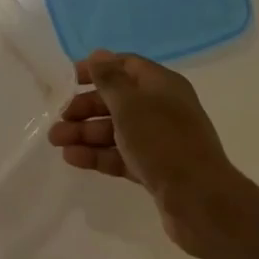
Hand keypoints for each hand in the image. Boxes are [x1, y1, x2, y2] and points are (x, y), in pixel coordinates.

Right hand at [48, 50, 243, 255]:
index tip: (68, 79)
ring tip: (56, 141)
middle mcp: (162, 108)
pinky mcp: (155, 169)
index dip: (96, 69)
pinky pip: (121, 155)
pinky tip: (73, 159)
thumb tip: (98, 54)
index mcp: (161, 85)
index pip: (125, 65)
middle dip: (84, 107)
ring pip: (115, 130)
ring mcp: (159, 141)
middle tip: (58, 118)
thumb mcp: (130, 105)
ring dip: (85, 133)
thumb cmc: (163, 143)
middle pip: (116, 100)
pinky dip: (98, 155)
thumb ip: (109, 79)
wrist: (202, 203)